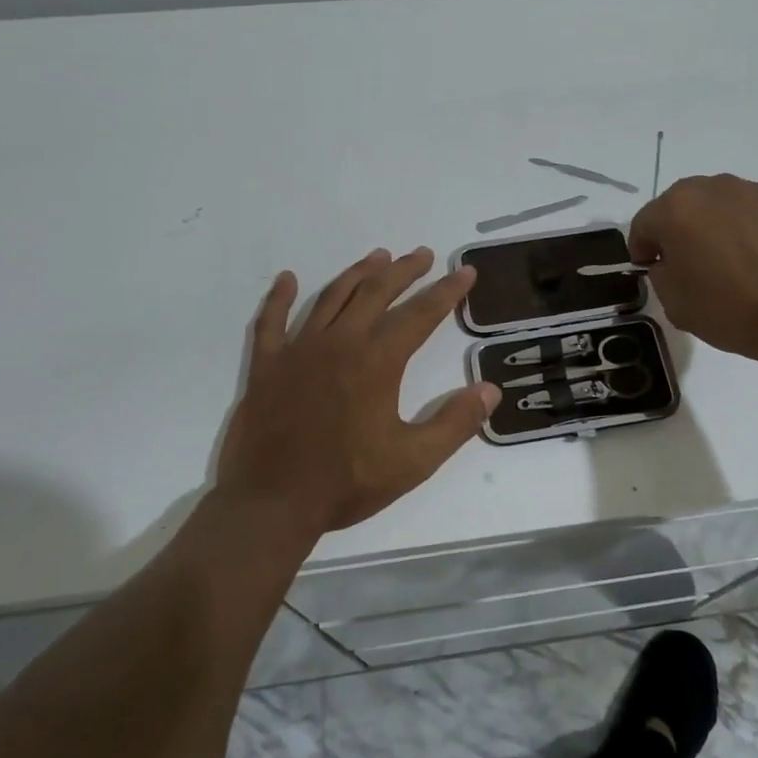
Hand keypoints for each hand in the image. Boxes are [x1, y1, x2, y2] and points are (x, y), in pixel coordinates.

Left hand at [215, 247, 499, 534]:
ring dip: (358, 273)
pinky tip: (287, 279)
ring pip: (332, 297)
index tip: (466, 271)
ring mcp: (298, 350)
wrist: (272, 503)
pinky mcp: (267, 366)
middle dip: (404, 271)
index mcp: (377, 361)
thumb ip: (455, 423)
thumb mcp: (414, 461)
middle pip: (376, 293)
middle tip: (424, 254)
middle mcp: (340, 342)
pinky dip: (279, 298)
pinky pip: (271, 322)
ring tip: (378, 256)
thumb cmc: (347, 482)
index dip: (447, 291)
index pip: (420, 314)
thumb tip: (490, 390)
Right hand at [628, 174, 757, 370]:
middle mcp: (713, 188)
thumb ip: (661, 275)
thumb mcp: (675, 304)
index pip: (643, 223)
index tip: (652, 271)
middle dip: (679, 231)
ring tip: (731, 264)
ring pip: (721, 207)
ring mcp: (756, 192)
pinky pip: (756, 216)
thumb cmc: (732, 309)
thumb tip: (671, 262)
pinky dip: (751, 233)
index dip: (642, 250)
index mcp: (677, 209)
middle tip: (690, 265)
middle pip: (682, 206)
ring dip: (716, 228)